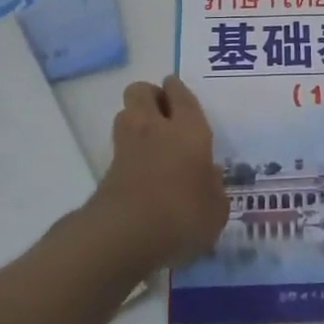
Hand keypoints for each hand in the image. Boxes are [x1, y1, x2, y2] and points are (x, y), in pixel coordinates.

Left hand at [88, 75, 227, 272]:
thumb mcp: (215, 210)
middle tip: (164, 112)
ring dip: (135, 119)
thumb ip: (214, 189)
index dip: (177, 89)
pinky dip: (128, 151)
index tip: (176, 89)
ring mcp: (127, 147)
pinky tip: (141, 169)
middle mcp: (156, 128)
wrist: (126, 234)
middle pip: (141, 91)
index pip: (180, 94)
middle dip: (150, 95)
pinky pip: (119, 147)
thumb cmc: (183, 214)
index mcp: (189, 130)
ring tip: (151, 138)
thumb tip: (210, 177)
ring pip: (125, 113)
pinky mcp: (107, 170)